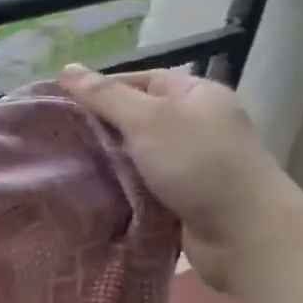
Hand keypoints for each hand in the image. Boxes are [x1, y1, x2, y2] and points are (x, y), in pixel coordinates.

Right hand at [57, 65, 302, 292]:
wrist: (245, 234)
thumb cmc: (199, 164)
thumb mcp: (148, 119)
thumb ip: (105, 96)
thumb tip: (65, 69)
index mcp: (196, 95)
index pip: (141, 79)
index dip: (102, 88)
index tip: (61, 104)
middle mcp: (197, 124)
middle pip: (138, 117)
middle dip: (101, 126)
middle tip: (58, 137)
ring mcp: (192, 163)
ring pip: (138, 154)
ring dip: (108, 161)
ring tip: (67, 165)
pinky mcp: (185, 197)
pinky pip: (144, 184)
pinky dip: (121, 187)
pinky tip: (92, 192)